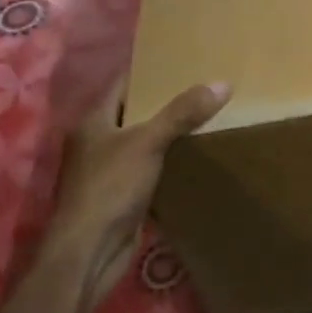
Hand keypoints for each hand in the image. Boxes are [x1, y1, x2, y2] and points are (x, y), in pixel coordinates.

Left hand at [40, 80, 230, 302]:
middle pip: (135, 112)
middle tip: (204, 87)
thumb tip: (222, 83)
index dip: (150, 71)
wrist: (89, 251)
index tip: (183, 60)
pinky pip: (149, 169)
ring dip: (169, 133)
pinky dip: (169, 162)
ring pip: (144, 142)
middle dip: (166, 102)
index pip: (123, 84)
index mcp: (94, 120)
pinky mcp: (122, 195)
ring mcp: (108, 170)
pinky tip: (196, 155)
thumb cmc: (110, 187)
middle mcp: (97, 141)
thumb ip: (182, 113)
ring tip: (207, 116)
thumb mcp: (148, 142)